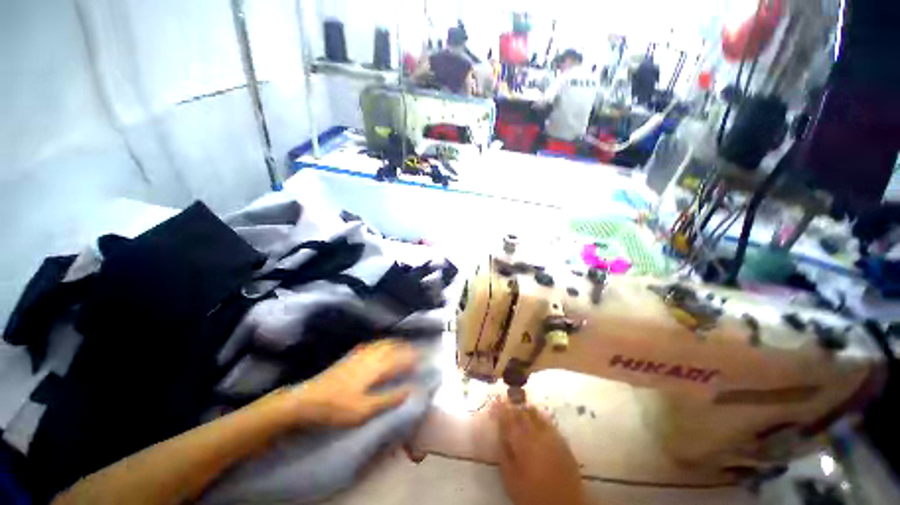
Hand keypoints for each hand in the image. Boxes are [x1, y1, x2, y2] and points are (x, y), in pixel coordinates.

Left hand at [277, 340, 417, 427]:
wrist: (307, 400)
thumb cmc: (337, 408)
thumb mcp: (365, 410)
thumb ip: (389, 399)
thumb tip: (410, 390)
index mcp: (376, 367)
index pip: (400, 358)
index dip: (413, 358)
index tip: (423, 359)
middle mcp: (371, 355)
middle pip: (393, 347)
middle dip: (407, 348)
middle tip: (417, 352)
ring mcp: (360, 353)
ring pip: (384, 343)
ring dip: (396, 343)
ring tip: (404, 347)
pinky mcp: (351, 355)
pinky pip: (373, 344)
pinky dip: (383, 343)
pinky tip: (382, 346)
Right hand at [493, 400, 585, 504]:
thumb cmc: (532, 495)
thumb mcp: (510, 478)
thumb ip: (504, 454)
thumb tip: (499, 434)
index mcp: (522, 442)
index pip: (508, 418)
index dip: (500, 408)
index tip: (494, 401)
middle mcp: (537, 434)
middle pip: (522, 412)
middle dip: (513, 405)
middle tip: (505, 401)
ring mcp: (552, 436)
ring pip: (536, 414)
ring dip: (525, 409)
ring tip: (519, 407)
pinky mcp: (563, 442)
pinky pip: (548, 422)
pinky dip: (539, 417)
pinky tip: (536, 419)